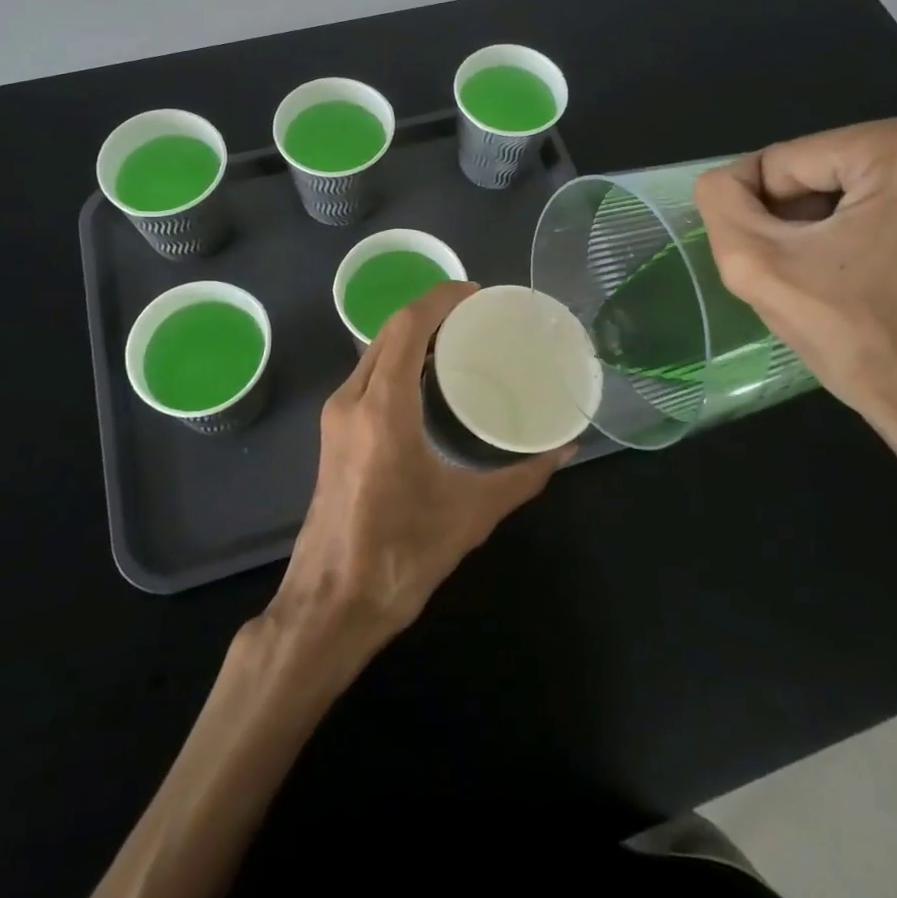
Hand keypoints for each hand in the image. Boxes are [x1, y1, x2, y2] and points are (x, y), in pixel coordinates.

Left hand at [269, 282, 569, 643]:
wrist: (331, 605)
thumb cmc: (400, 556)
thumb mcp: (471, 513)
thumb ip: (522, 477)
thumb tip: (565, 449)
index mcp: (382, 408)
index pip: (407, 327)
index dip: (440, 299)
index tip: (476, 292)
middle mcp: (352, 400)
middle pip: (388, 333)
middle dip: (430, 312)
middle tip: (476, 315)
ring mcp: (336, 417)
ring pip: (374, 353)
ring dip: (411, 336)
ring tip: (457, 338)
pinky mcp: (333, 434)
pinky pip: (368, 376)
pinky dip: (397, 360)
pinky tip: (427, 378)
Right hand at [693, 113, 896, 530]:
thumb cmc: (861, 339)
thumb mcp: (759, 268)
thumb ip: (722, 204)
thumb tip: (725, 179)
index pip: (785, 160)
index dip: (765, 215)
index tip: (786, 266)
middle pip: (825, 162)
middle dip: (803, 213)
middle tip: (814, 272)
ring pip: (858, 173)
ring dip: (834, 217)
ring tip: (844, 271)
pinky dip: (874, 217)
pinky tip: (877, 262)